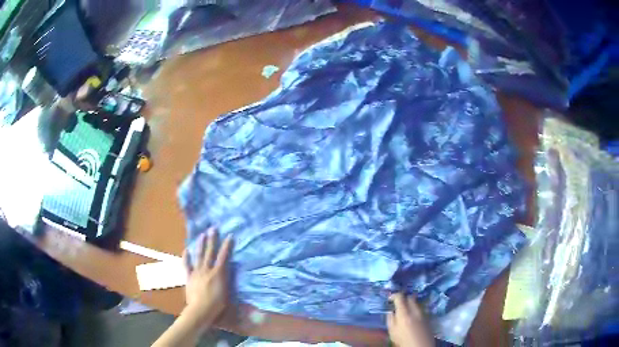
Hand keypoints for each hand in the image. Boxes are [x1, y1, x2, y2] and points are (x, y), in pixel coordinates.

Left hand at [182, 228, 232, 323]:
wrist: (200, 310)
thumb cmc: (217, 304)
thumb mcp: (226, 292)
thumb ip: (226, 279)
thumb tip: (228, 270)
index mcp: (218, 273)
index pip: (224, 257)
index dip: (227, 246)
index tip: (229, 235)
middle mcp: (207, 269)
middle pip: (210, 252)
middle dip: (212, 239)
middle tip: (213, 228)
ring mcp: (196, 272)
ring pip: (199, 255)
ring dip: (201, 245)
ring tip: (202, 235)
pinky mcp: (189, 277)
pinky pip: (187, 265)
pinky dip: (186, 257)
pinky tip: (186, 250)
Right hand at [387, 293, 434, 346]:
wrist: (420, 346)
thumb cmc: (403, 340)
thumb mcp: (392, 332)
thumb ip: (390, 319)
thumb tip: (390, 311)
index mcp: (404, 313)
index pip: (400, 297)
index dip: (394, 295)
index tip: (390, 299)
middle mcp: (415, 310)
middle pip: (410, 297)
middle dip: (404, 298)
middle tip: (398, 304)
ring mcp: (423, 312)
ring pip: (417, 302)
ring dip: (411, 303)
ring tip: (406, 310)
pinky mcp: (428, 316)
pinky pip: (421, 308)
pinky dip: (416, 309)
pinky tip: (413, 316)